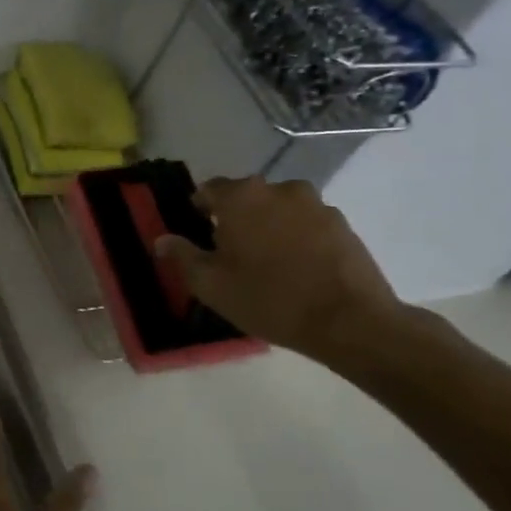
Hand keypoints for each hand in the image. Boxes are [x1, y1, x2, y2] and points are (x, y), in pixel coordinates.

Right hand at [154, 175, 407, 363]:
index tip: (199, 235)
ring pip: (278, 209)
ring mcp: (316, 204)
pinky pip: (307, 223)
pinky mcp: (342, 223)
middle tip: (231, 253)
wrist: (349, 321)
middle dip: (236, 218)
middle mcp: (278, 188)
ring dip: (269, 226)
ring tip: (268, 262)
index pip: (208, 189)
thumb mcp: (210, 285)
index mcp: (241, 197)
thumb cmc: (268, 299)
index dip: (199, 210)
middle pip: (246, 197)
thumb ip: (182, 256)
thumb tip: (162, 240)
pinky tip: (298, 268)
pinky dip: (297, 237)